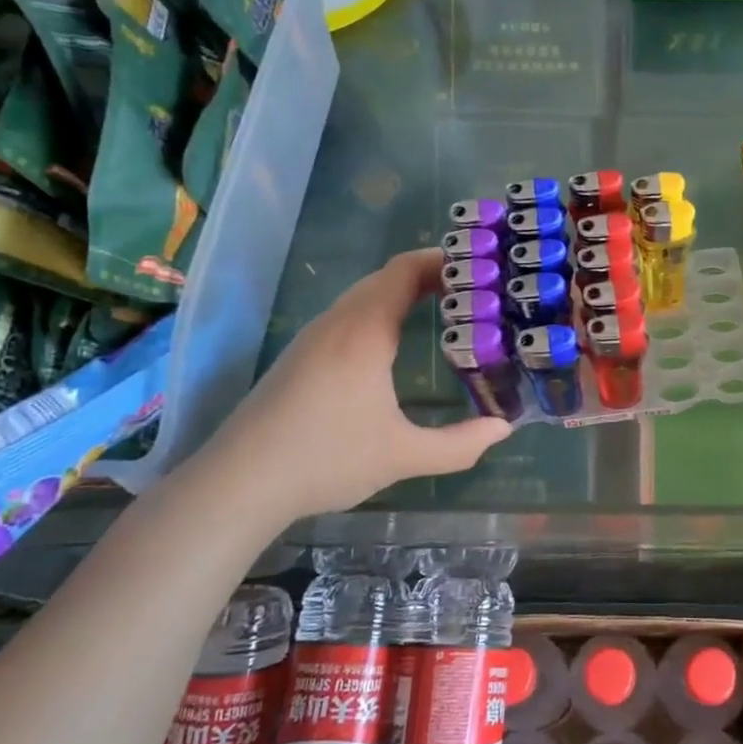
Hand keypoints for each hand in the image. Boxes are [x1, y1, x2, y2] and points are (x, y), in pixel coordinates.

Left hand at [184, 249, 510, 530]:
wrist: (238, 483)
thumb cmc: (325, 459)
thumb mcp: (403, 456)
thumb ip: (459, 444)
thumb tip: (504, 429)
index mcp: (364, 332)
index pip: (405, 270)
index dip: (442, 260)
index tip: (480, 267)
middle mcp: (338, 323)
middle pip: (386, 277)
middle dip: (430, 275)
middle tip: (474, 289)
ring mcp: (314, 337)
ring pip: (364, 295)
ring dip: (403, 292)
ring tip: (444, 309)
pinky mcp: (300, 355)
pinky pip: (349, 314)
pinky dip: (381, 310)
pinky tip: (395, 341)